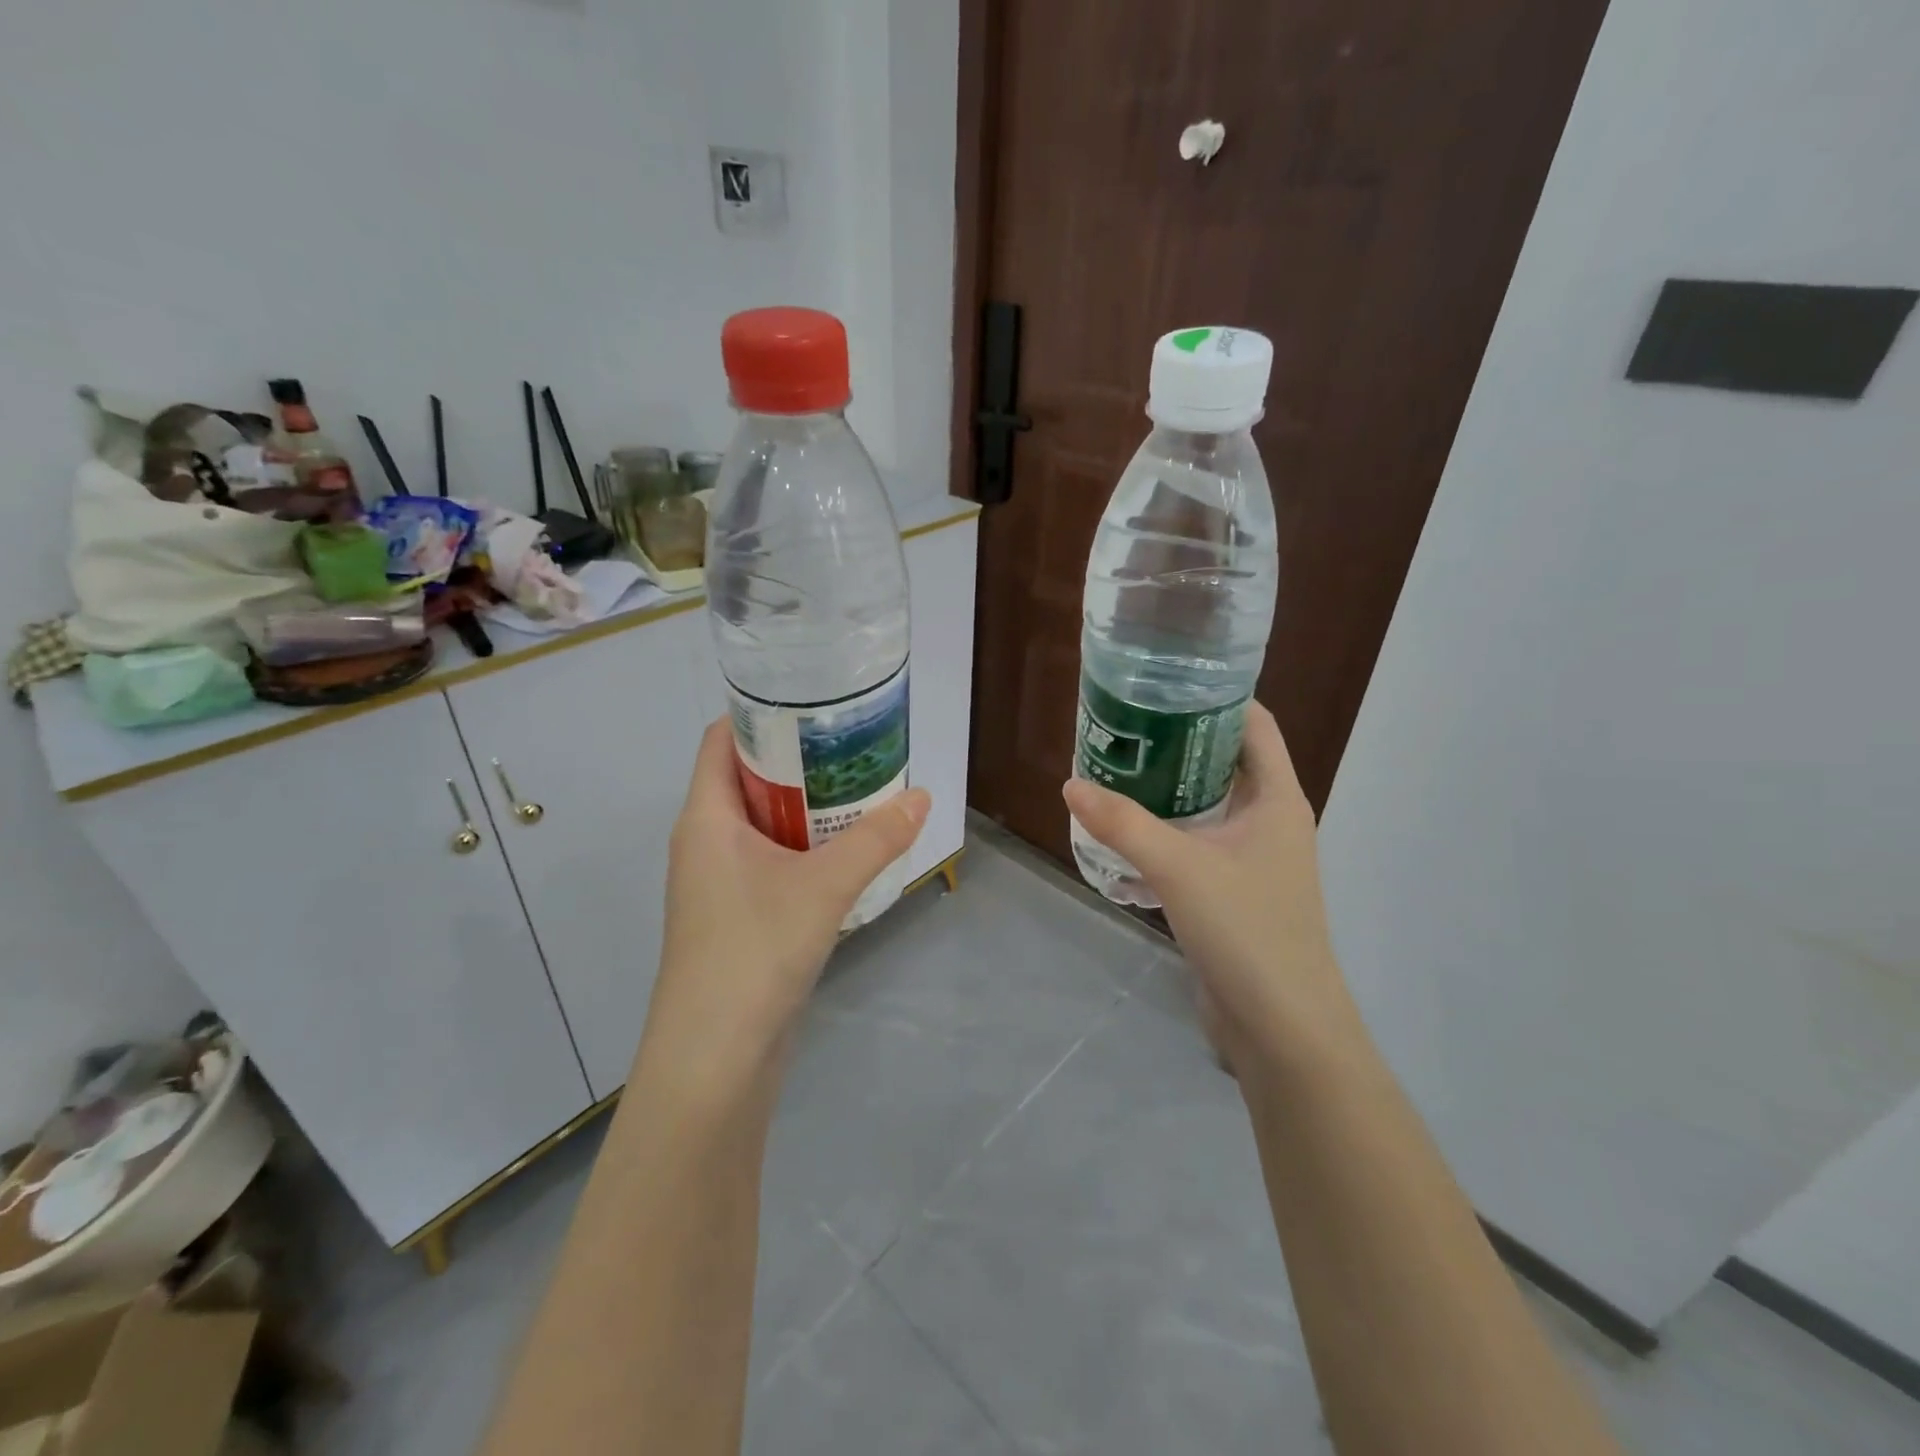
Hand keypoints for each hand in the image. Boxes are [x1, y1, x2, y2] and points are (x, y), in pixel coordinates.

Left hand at [639, 718, 930, 1091]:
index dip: (760, 714)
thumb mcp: (823, 887)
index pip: (721, 740)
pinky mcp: (737, 916)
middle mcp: (705, 841)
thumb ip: (876, 839)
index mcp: (706, 818)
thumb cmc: (753, 953)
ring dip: (805, 807)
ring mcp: (718, 882)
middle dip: (797, 759)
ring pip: (762, 823)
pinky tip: (847, 852)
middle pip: (747, 778)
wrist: (714, 1059)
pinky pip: (771, 861)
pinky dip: (804, 847)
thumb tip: (924, 796)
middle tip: (853, 744)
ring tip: (859, 789)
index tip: (813, 702)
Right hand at [1061, 703, 1356, 1066]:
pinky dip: (1163, 835)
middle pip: (1224, 762)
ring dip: (1165, 792)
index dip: (1215, 697)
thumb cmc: (1247, 930)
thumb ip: (1122, 824)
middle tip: (1123, 727)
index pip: (1253, 725)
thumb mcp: (1179, 867)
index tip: (1162, 684)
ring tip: (1113, 772)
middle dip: (1177, 743)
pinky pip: (1195, 847)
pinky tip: (1121, 836)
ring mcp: (1252, 859)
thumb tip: (1071, 783)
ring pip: (1205, 807)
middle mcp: (1270, 820)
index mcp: (1277, 798)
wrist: (1281, 1027)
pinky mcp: (1232, 893)